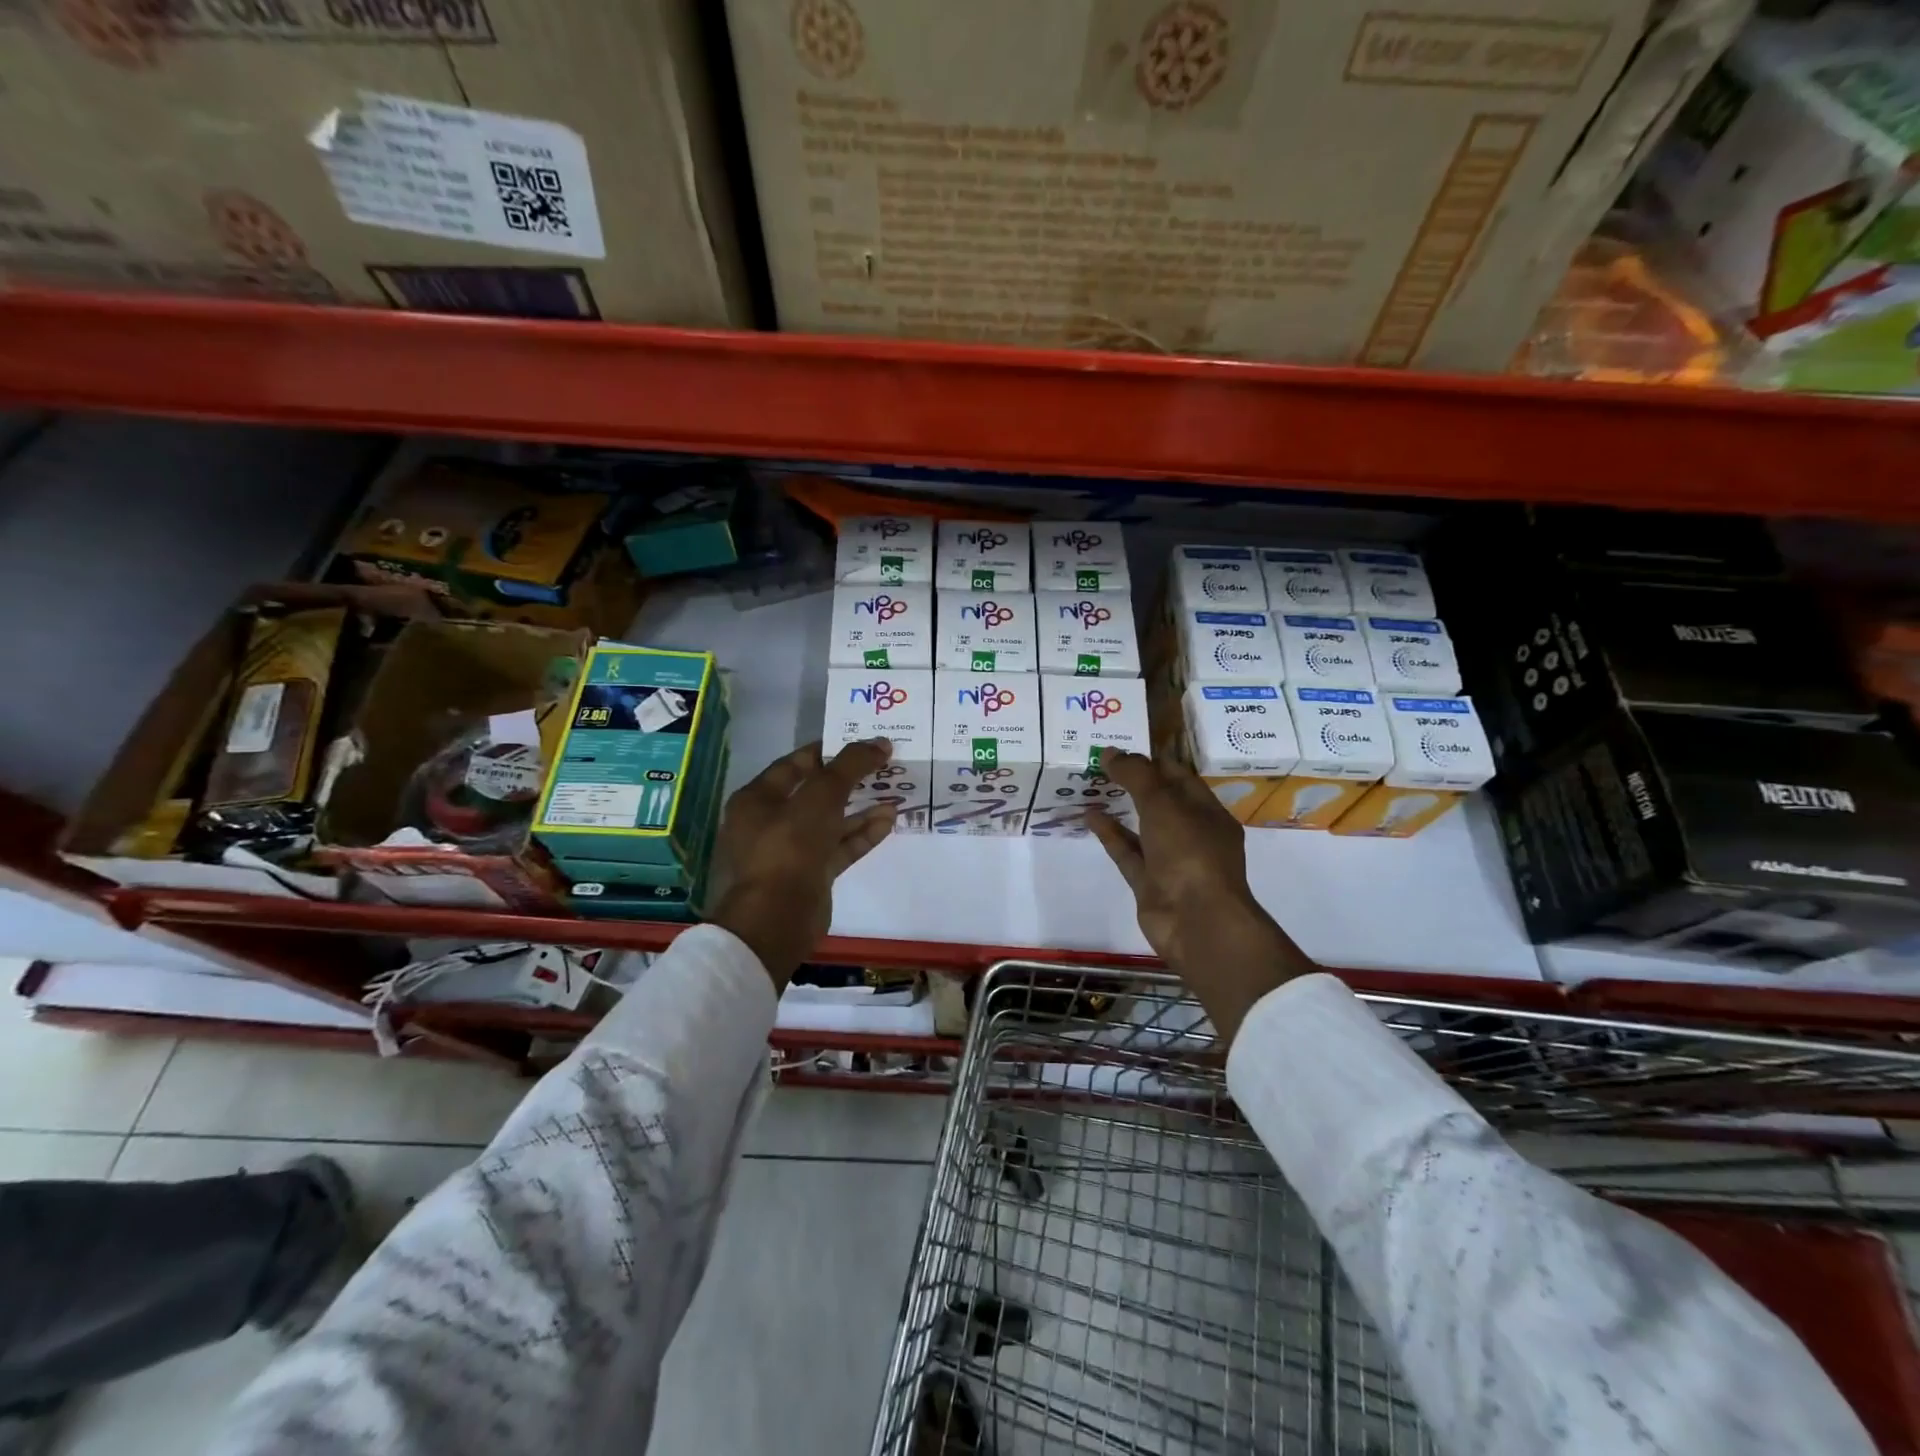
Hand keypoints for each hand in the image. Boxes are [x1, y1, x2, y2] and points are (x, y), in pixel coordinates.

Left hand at [710, 740, 895, 988]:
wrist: (776, 919)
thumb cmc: (789, 846)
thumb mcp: (821, 796)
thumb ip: (850, 766)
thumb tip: (880, 742)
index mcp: (757, 799)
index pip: (794, 765)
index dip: (827, 752)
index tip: (859, 744)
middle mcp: (769, 823)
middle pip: (814, 794)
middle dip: (849, 780)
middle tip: (882, 767)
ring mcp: (790, 852)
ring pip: (830, 823)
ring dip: (860, 809)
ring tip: (893, 793)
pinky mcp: (810, 876)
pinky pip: (839, 848)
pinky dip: (861, 835)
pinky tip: (889, 821)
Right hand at [1085, 751, 1312, 1045]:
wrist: (1196, 921)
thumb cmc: (1189, 853)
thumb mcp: (1163, 804)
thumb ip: (1136, 775)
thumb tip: (1109, 752)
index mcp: (1207, 811)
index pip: (1179, 776)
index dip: (1152, 759)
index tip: (1121, 744)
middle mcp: (1192, 833)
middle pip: (1161, 800)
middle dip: (1134, 781)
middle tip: (1100, 761)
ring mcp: (1170, 860)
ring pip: (1142, 826)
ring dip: (1120, 806)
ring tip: (1091, 784)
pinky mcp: (1149, 882)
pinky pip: (1127, 851)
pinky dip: (1110, 833)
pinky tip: (1089, 814)